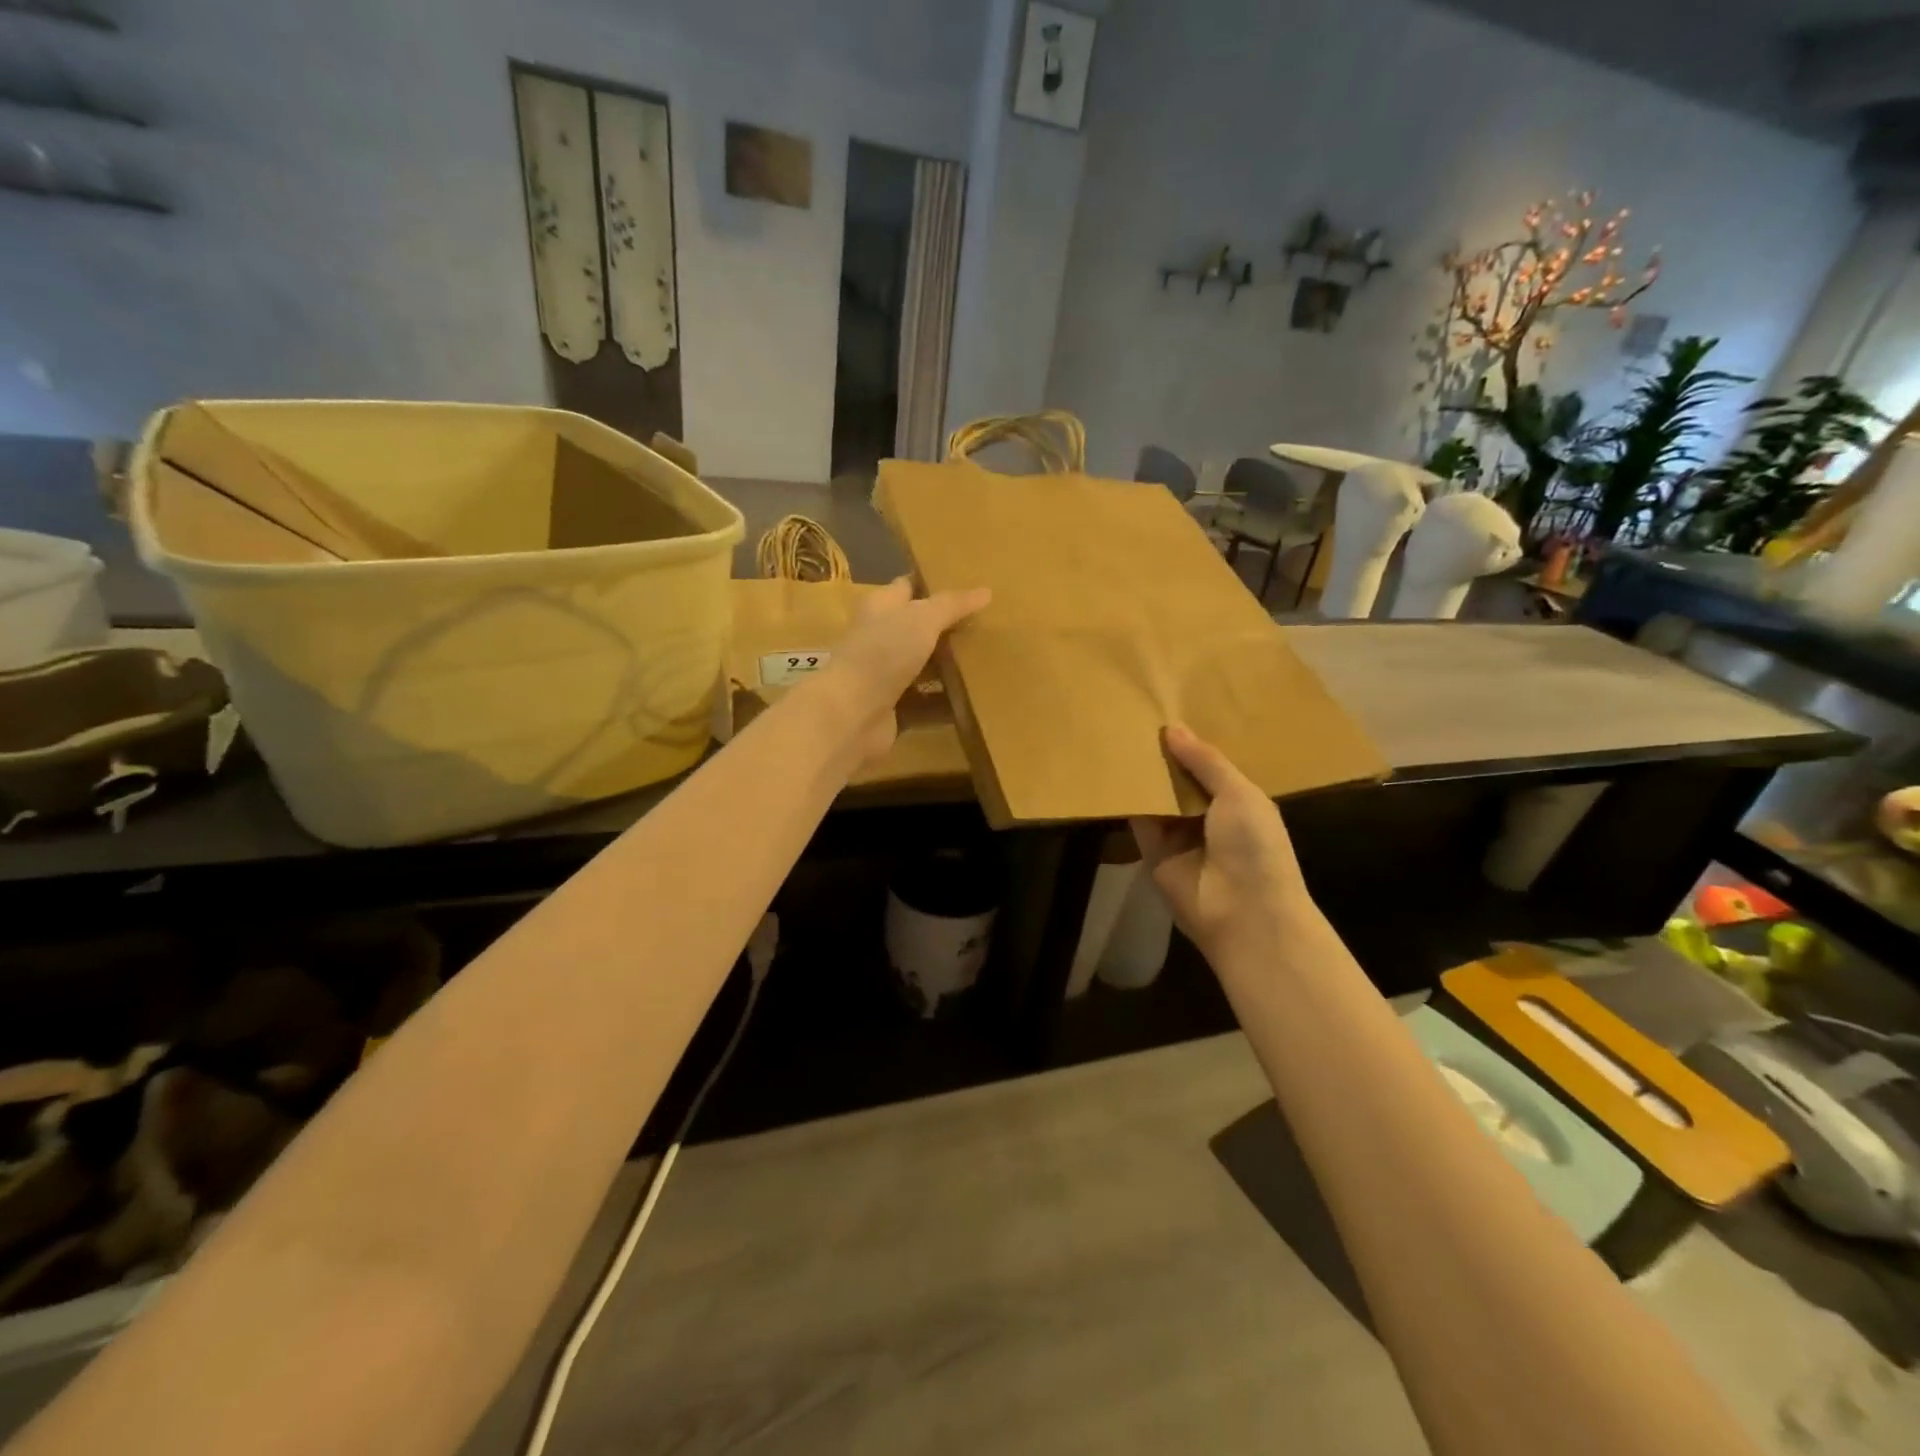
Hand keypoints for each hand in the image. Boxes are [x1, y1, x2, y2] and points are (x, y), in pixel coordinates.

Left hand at [812, 576, 990, 764]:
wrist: (853, 713)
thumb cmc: (883, 653)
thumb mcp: (923, 618)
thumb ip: (953, 605)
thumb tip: (986, 591)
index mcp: (880, 607)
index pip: (908, 587)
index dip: (933, 583)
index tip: (967, 583)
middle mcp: (880, 638)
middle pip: (918, 628)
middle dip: (948, 628)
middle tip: (987, 624)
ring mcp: (885, 675)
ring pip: (923, 666)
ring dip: (949, 666)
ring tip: (988, 659)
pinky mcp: (894, 708)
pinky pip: (927, 701)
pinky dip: (946, 701)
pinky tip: (976, 697)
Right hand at [1131, 724, 1315, 962]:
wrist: (1243, 912)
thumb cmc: (1255, 847)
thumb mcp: (1240, 794)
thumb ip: (1205, 761)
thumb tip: (1172, 728)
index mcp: (1238, 800)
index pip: (1210, 765)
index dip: (1192, 742)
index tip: (1169, 710)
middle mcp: (1208, 815)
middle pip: (1180, 779)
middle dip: (1164, 755)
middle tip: (1137, 716)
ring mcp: (1179, 834)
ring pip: (1157, 796)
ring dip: (1143, 774)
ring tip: (1119, 734)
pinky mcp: (1152, 851)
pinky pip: (1138, 819)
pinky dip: (1127, 799)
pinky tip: (1112, 770)